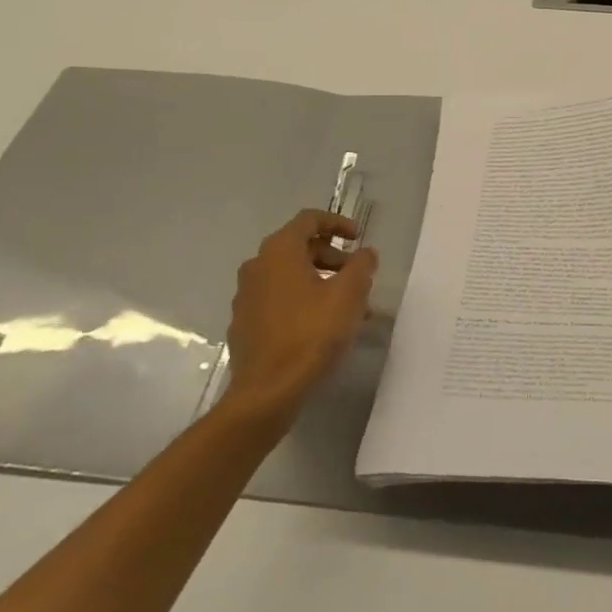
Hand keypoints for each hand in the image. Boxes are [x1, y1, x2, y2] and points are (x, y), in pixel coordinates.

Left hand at [223, 210, 378, 424]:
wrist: (267, 392)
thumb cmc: (311, 334)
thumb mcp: (349, 295)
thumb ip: (362, 266)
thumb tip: (366, 253)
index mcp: (279, 251)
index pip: (309, 219)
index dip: (338, 223)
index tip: (358, 238)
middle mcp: (257, 266)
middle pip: (299, 247)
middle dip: (332, 256)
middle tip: (357, 275)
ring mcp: (246, 297)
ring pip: (289, 276)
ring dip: (320, 281)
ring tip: (347, 306)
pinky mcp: (245, 324)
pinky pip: (278, 299)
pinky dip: (302, 301)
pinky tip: (323, 326)